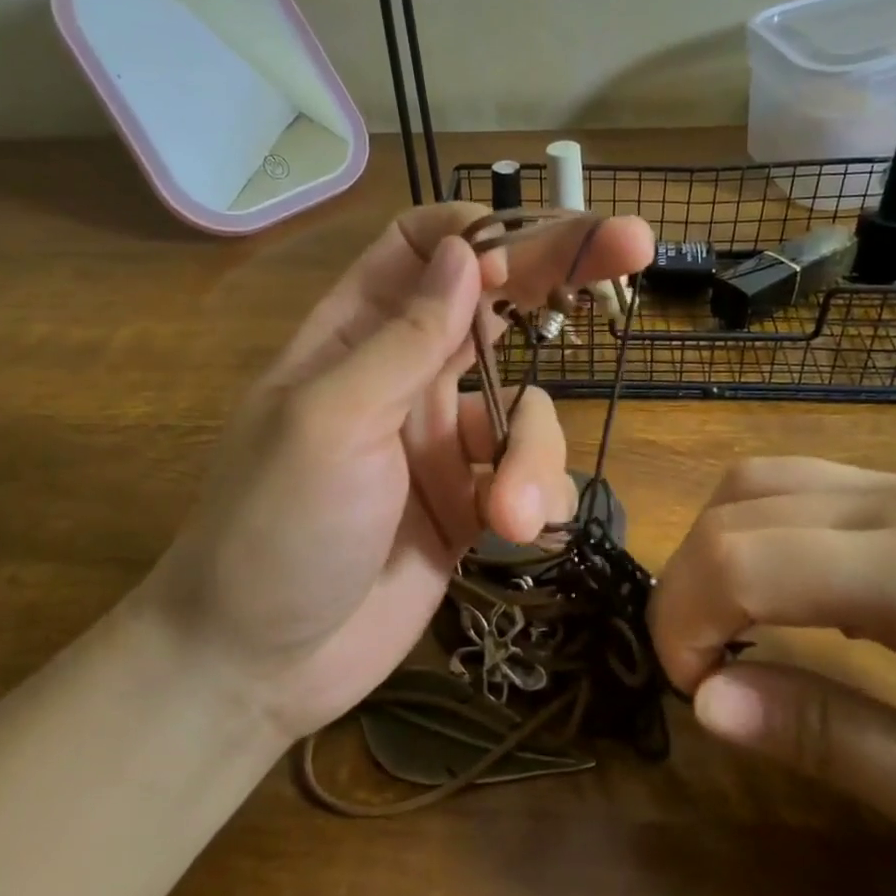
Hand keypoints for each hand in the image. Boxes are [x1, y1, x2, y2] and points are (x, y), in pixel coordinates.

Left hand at [140, 203, 653, 741]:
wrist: (260, 664)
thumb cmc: (273, 527)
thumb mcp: (331, 421)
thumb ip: (405, 339)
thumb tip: (463, 251)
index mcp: (356, 338)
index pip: (420, 249)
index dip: (478, 231)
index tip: (533, 240)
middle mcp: (407, 378)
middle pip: (495, 306)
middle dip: (560, 275)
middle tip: (635, 242)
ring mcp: (445, 443)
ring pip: (530, 410)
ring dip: (535, 454)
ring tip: (508, 512)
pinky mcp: (473, 504)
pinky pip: (534, 476)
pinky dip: (537, 497)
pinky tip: (512, 533)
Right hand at [649, 458, 895, 888]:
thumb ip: (827, 740)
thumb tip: (706, 703)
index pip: (742, 560)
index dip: (685, 620)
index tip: (692, 691)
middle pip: (736, 508)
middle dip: (685, 585)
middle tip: (698, 667)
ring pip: (758, 479)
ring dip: (713, 548)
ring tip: (724, 626)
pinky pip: (798, 485)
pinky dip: (752, 530)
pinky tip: (775, 590)